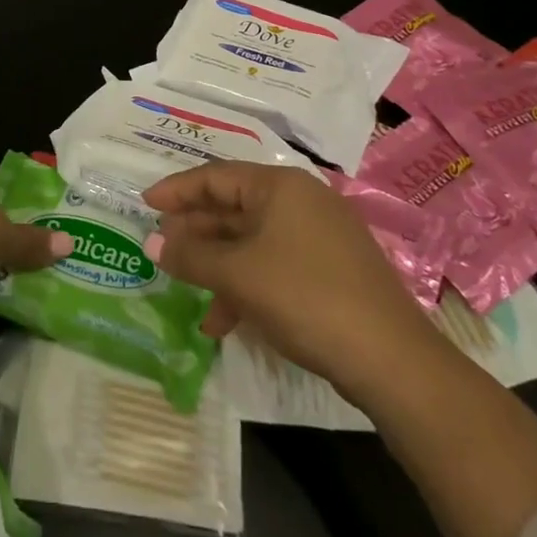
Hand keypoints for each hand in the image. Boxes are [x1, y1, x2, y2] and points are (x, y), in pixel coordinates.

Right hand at [141, 161, 435, 388]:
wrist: (391, 359)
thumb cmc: (305, 297)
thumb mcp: (238, 275)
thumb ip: (191, 256)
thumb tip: (152, 244)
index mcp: (279, 186)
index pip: (216, 176)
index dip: (176, 190)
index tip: (144, 204)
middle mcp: (300, 201)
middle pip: (233, 207)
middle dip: (195, 232)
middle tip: (162, 249)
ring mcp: (319, 236)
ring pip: (252, 240)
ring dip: (217, 265)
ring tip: (187, 289)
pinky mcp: (330, 270)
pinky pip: (274, 264)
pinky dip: (246, 285)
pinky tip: (224, 320)